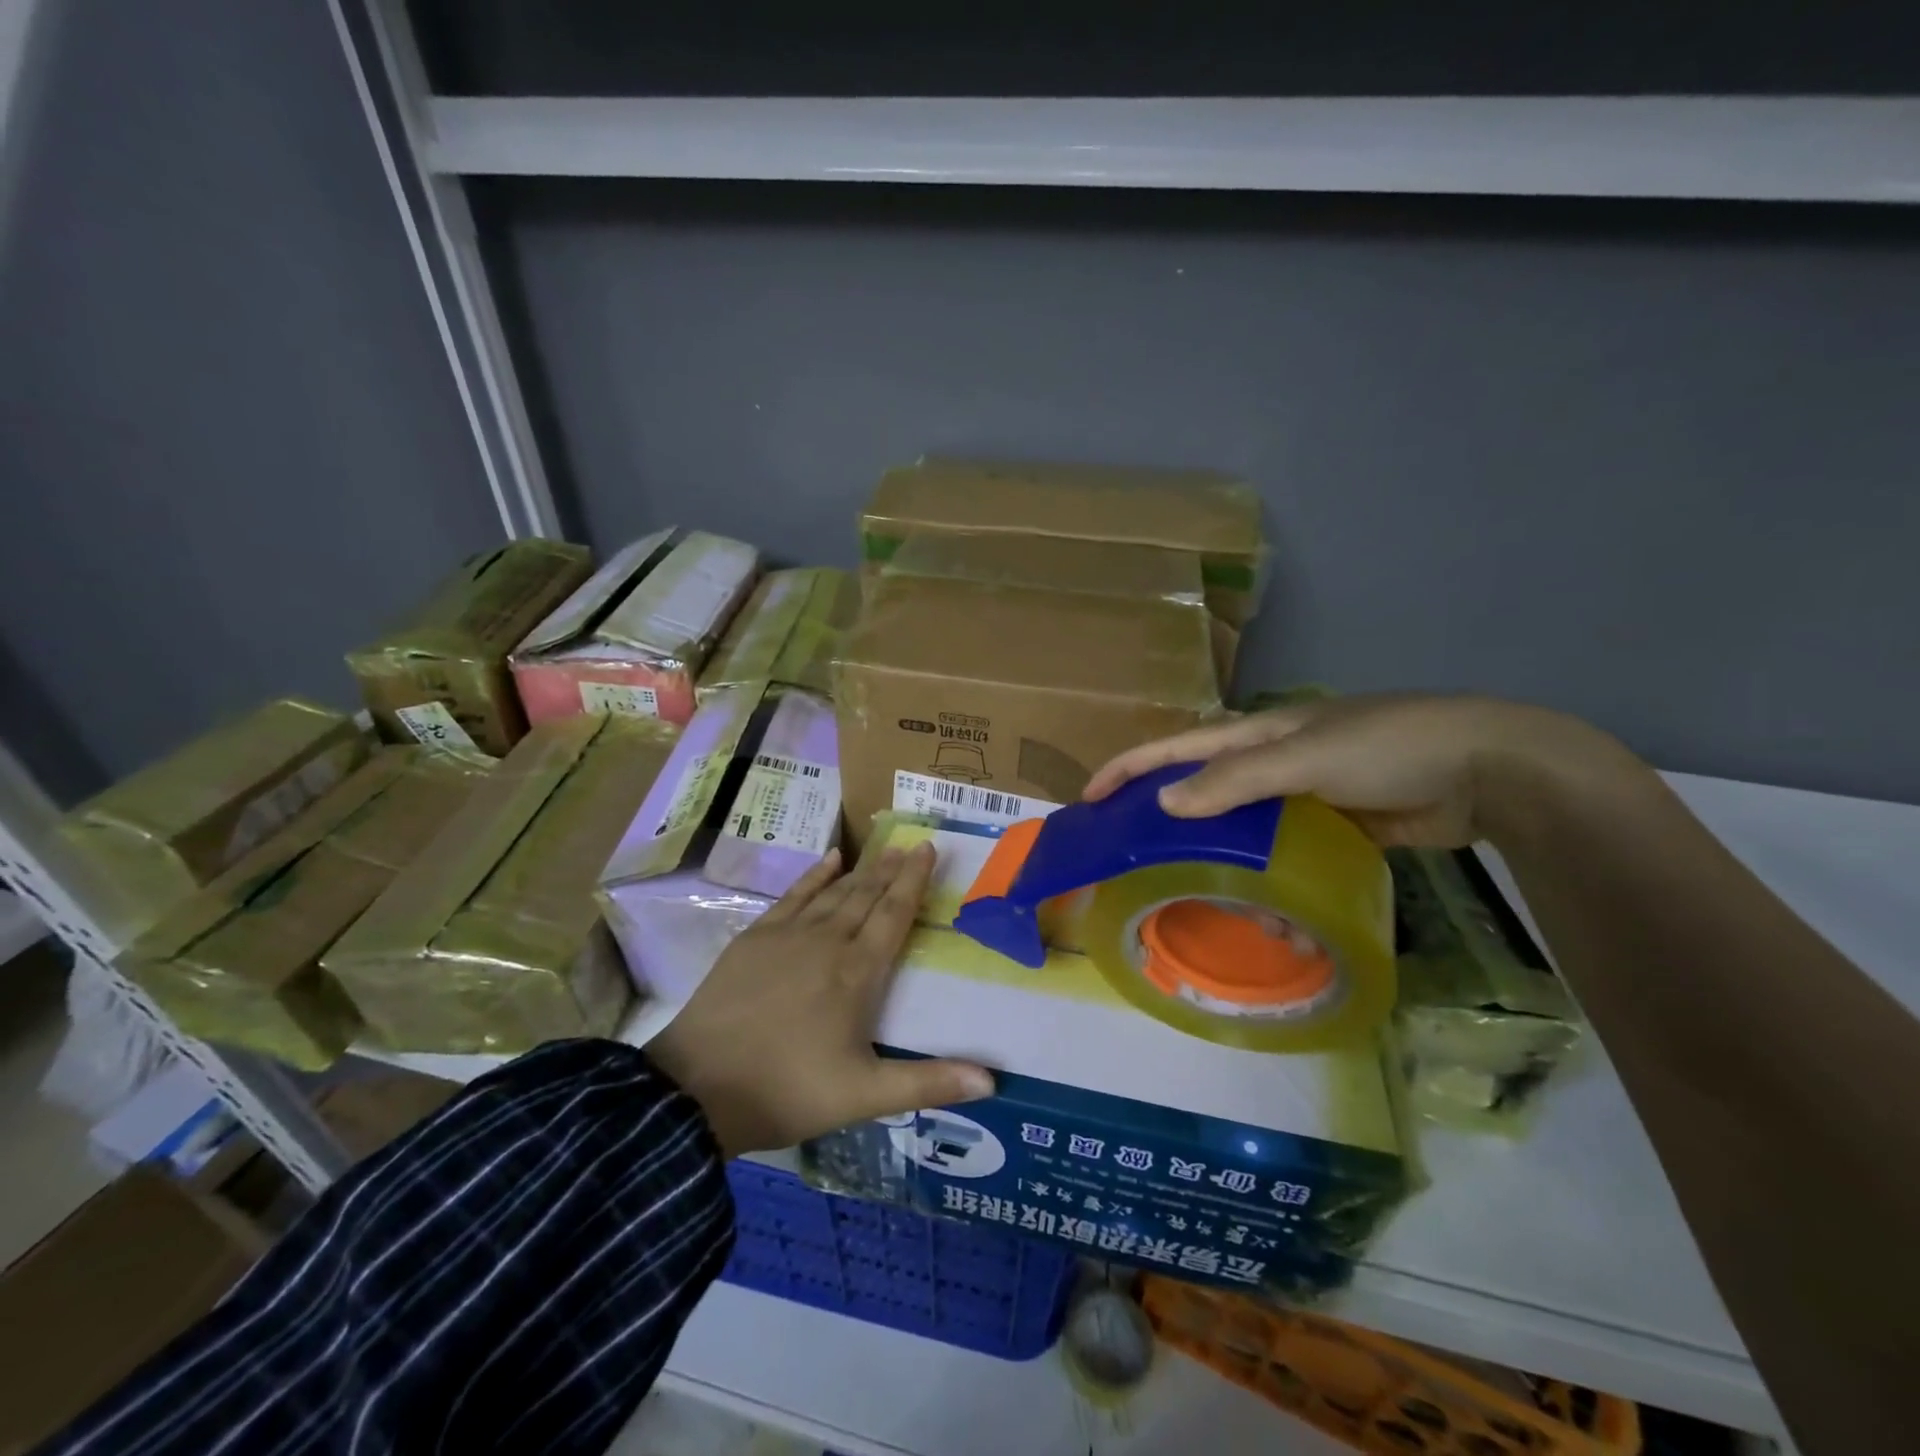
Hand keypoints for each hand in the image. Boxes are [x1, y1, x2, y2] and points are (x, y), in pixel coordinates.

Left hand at [648, 843, 994, 1156]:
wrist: (696, 1088)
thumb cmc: (787, 1090)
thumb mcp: (864, 1097)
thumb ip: (928, 1082)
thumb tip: (993, 1082)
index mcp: (856, 972)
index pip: (893, 914)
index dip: (913, 881)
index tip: (928, 848)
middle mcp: (826, 941)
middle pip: (866, 895)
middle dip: (891, 869)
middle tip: (910, 843)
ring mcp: (786, 935)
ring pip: (834, 892)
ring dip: (861, 870)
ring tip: (882, 850)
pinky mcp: (754, 938)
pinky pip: (793, 895)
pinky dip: (814, 875)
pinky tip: (829, 859)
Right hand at [1083, 693, 1638, 847]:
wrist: (1487, 769)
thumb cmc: (1389, 747)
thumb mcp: (1305, 757)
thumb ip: (1235, 782)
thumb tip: (1166, 803)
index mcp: (1258, 734)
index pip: (1177, 747)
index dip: (1131, 767)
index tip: (1090, 798)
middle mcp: (1271, 761)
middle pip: (1199, 785)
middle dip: (1159, 810)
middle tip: (1124, 850)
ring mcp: (1302, 793)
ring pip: (1237, 822)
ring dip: (1208, 848)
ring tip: (1178, 883)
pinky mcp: (1332, 825)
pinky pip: (1278, 846)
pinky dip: (1257, 868)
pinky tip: (1246, 897)